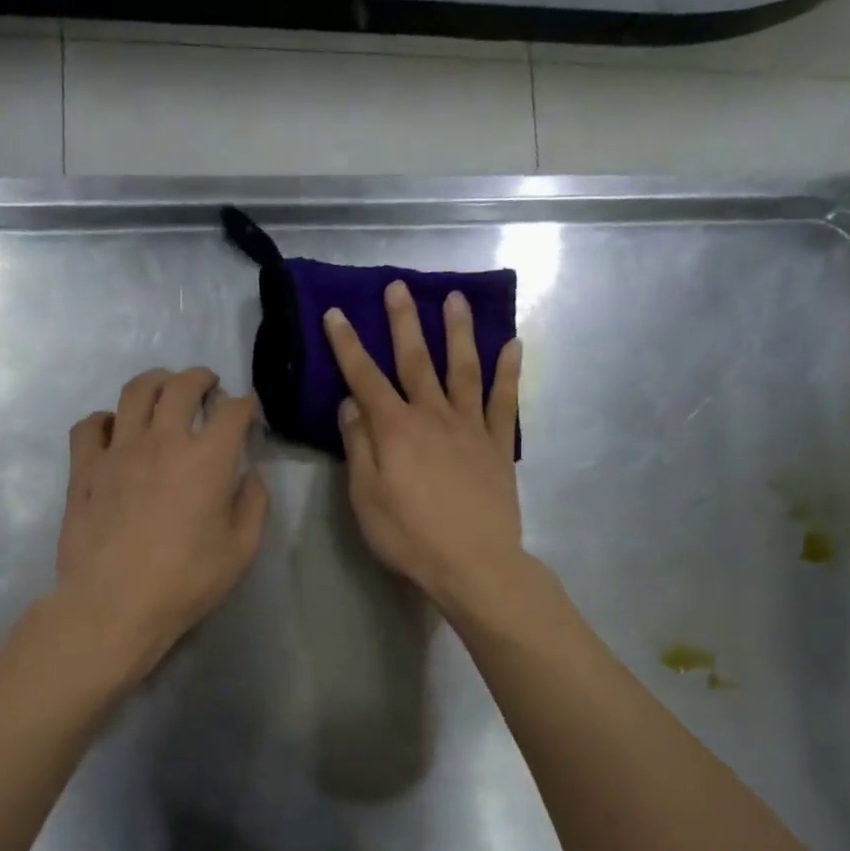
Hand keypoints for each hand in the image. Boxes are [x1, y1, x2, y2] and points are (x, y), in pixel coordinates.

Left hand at [55, 366, 268, 678]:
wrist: (114, 605)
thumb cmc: (185, 582)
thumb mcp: (241, 550)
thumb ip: (253, 504)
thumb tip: (250, 475)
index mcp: (207, 459)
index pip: (232, 410)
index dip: (246, 404)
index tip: (249, 412)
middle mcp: (162, 441)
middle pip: (181, 386)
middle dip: (201, 378)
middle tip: (208, 386)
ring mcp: (118, 451)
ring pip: (134, 392)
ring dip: (156, 382)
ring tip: (163, 390)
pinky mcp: (85, 469)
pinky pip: (90, 425)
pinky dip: (105, 419)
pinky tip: (113, 429)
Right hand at [324, 280, 524, 616]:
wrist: (474, 564)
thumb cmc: (410, 536)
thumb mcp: (366, 497)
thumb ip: (359, 446)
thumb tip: (351, 404)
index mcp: (395, 429)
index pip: (365, 377)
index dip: (348, 345)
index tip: (336, 313)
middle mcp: (433, 416)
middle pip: (416, 360)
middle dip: (404, 322)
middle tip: (399, 286)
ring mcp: (471, 427)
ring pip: (463, 368)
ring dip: (458, 332)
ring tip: (455, 299)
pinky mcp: (498, 445)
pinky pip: (505, 400)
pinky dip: (509, 371)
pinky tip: (513, 344)